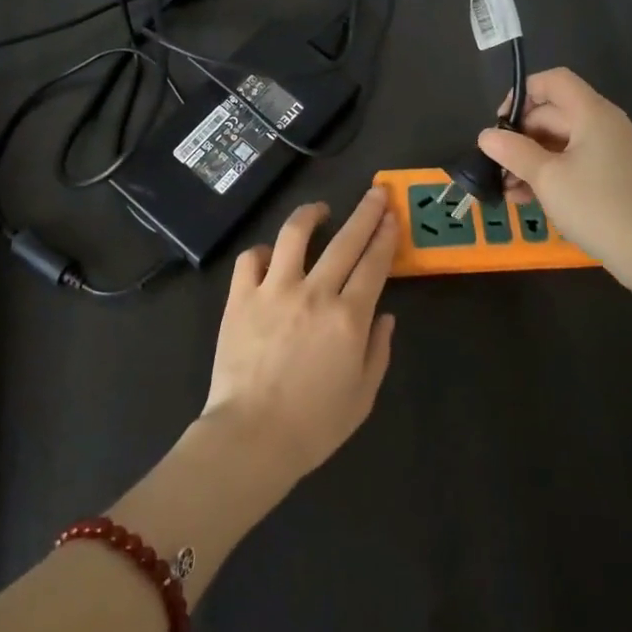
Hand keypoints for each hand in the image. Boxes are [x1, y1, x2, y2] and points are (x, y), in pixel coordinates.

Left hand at [200, 188, 399, 484]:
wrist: (251, 437)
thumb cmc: (314, 425)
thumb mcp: (362, 396)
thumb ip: (378, 350)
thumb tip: (385, 315)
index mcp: (349, 317)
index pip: (373, 264)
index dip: (385, 236)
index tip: (392, 216)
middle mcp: (315, 293)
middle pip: (345, 240)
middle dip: (365, 212)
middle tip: (375, 194)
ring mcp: (274, 290)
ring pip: (294, 235)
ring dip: (310, 215)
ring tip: (320, 210)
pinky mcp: (240, 297)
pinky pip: (250, 259)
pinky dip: (262, 252)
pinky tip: (270, 255)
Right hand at [477, 67, 631, 287]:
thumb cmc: (597, 207)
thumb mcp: (547, 178)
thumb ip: (513, 152)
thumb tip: (486, 136)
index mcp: (592, 114)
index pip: (553, 81)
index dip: (523, 94)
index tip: (500, 124)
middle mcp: (604, 124)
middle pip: (553, 113)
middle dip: (520, 137)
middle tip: (497, 166)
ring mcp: (611, 151)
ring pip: (560, 142)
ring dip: (530, 160)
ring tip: (507, 190)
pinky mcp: (613, 175)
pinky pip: (574, 162)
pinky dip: (550, 173)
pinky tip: (528, 198)